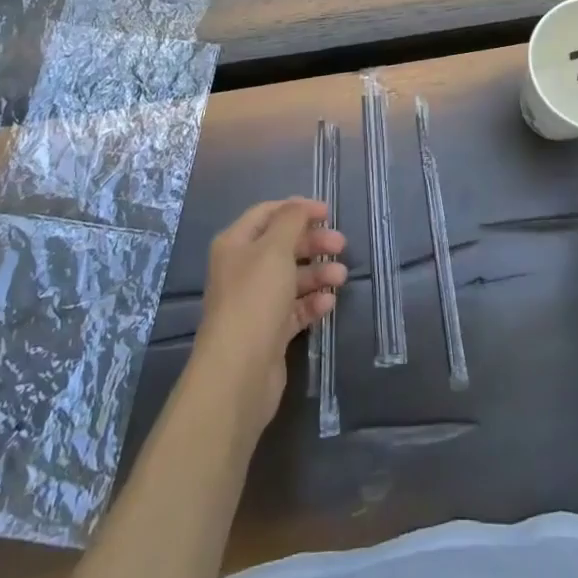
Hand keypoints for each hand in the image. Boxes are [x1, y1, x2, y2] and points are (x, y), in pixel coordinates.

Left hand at [191, 198, 346, 437]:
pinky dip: (312, 303)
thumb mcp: (275, 249)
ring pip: (292, 278)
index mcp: (236, 244)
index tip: (328, 213)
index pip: (267, 214)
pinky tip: (328, 303)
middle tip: (341, 245)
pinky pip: (294, 308)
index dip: (297, 209)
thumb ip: (291, 221)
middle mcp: (242, 270)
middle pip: (282, 246)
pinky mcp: (269, 331)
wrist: (239, 372)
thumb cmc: (255, 299)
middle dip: (313, 242)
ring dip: (318, 274)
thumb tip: (300, 205)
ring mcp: (255, 302)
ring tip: (341, 278)